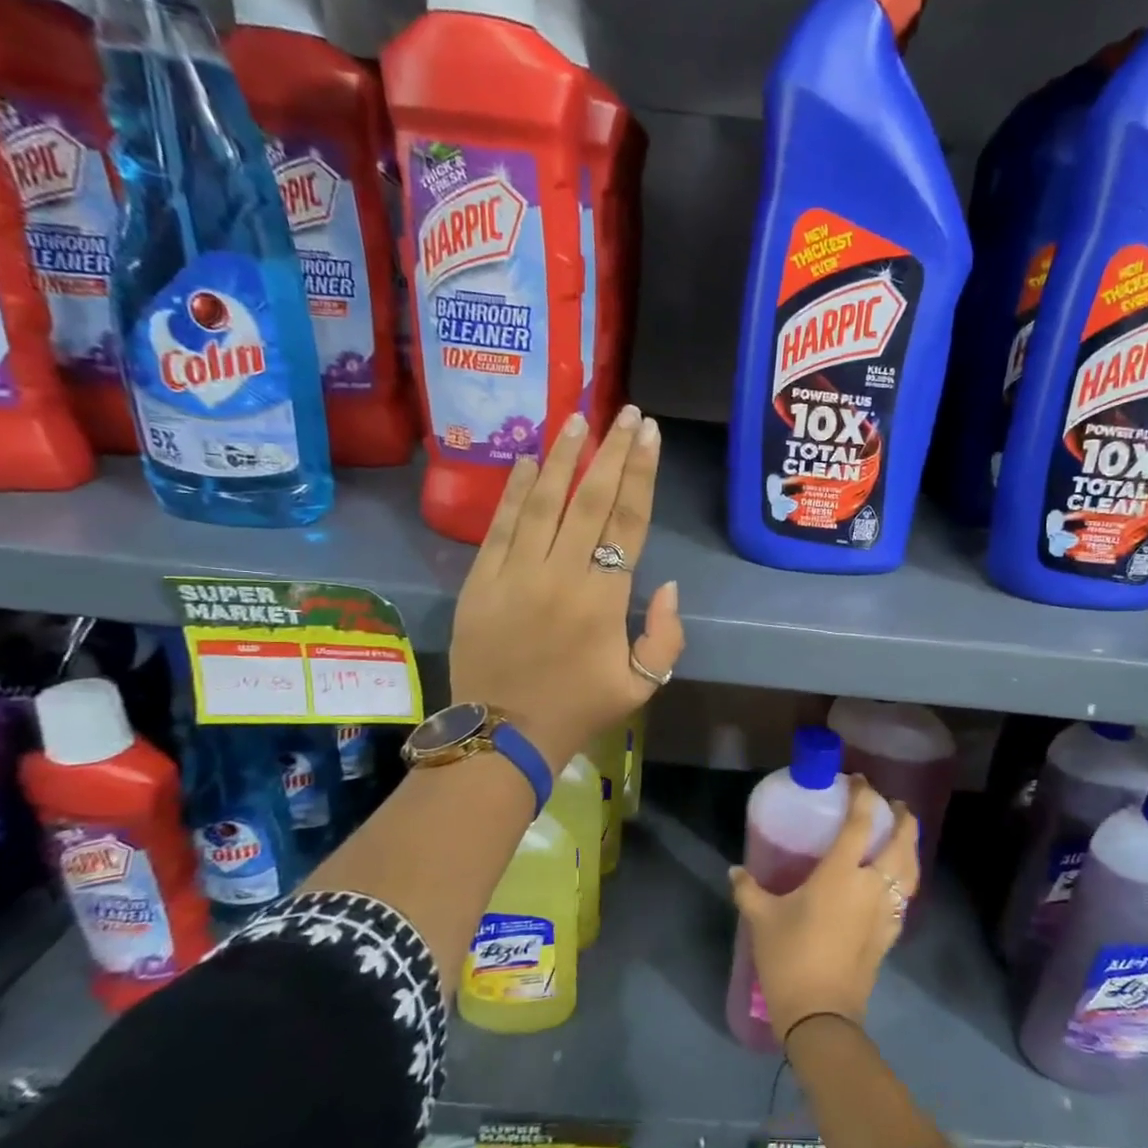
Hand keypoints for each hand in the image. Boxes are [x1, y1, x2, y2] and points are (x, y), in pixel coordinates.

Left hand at [448, 406, 685, 770]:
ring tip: (577, 418)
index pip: (628, 522)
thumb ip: (666, 636)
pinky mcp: (481, 581)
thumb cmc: (578, 709)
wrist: (502, 736)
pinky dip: (515, 491)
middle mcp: (561, 575)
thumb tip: (667, 585)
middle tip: (624, 412)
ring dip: (563, 458)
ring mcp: (515, 575)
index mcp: (603, 600)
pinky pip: (500, 526)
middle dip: (611, 451)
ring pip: (543, 502)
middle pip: (590, 500)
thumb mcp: (642, 685)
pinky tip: (529, 460)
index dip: (640, 474)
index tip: (648, 434)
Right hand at [729, 777, 918, 1044]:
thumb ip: (748, 890)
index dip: (863, 796)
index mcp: (841, 874)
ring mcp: (885, 911)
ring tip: (904, 835)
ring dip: (911, 846)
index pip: (861, 823)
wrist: (821, 1015)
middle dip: (902, 818)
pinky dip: (907, 878)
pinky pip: (906, 896)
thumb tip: (734, 871)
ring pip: (911, 870)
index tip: (858, 780)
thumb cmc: (790, 958)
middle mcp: (871, 886)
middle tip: (894, 804)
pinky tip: (897, 880)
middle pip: (901, 843)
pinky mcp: (890, 934)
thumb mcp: (762, 919)